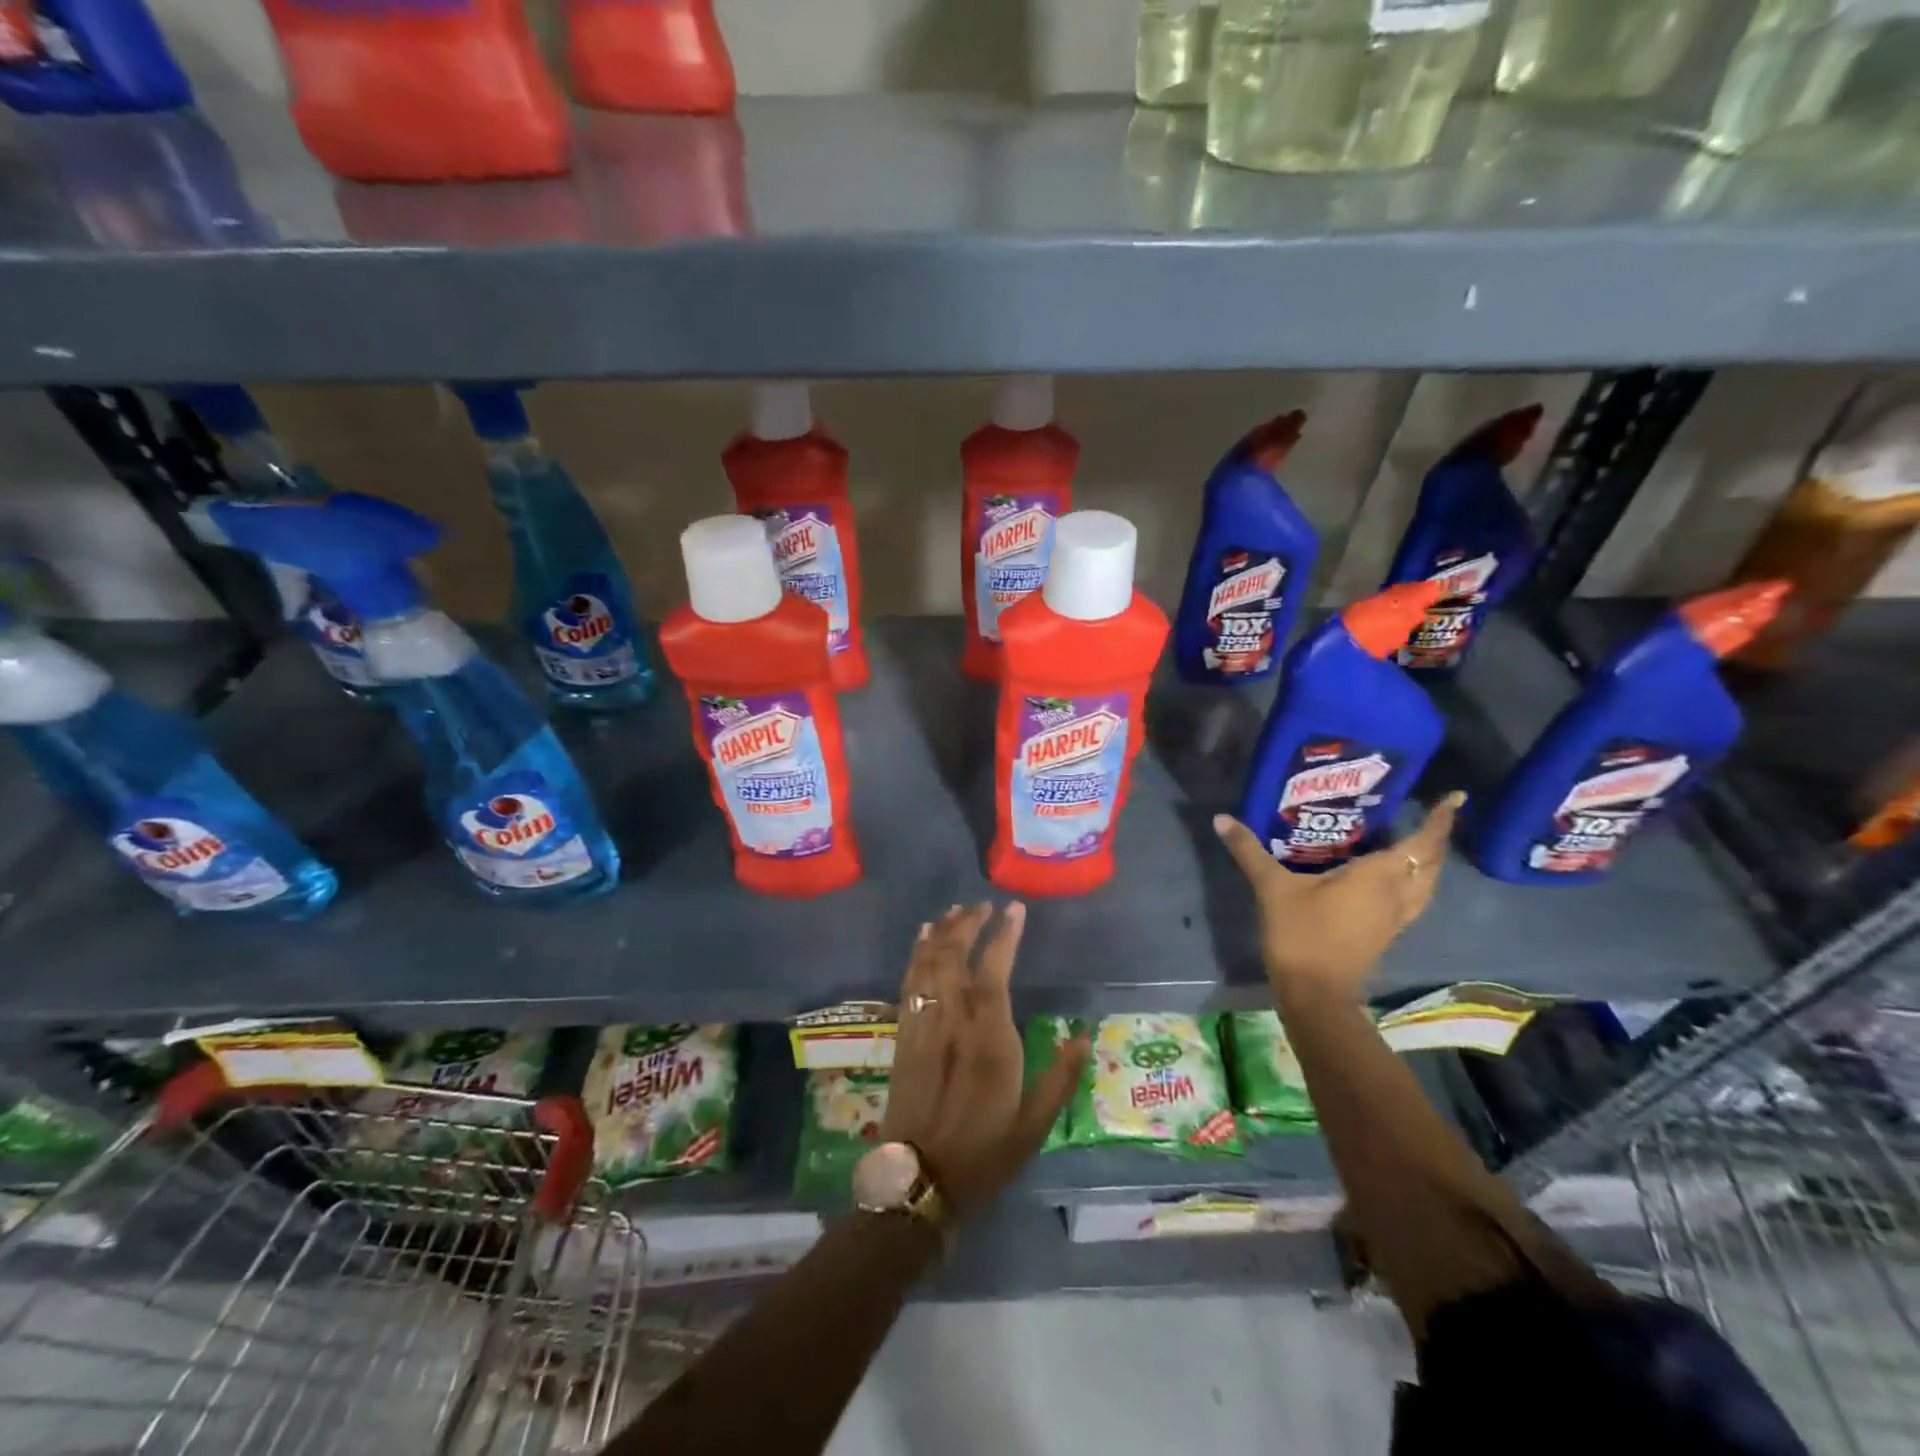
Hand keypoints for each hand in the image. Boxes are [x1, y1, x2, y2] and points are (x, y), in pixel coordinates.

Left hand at [880, 903, 1089, 1213]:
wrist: (918, 1180)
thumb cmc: (983, 1154)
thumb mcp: (1033, 1126)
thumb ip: (1060, 1078)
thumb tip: (1085, 1036)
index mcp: (988, 1041)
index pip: (994, 973)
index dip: (1003, 937)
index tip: (1014, 909)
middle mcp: (953, 1023)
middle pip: (955, 959)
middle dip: (968, 925)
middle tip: (983, 905)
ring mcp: (924, 1027)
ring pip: (929, 966)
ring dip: (941, 933)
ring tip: (955, 911)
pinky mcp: (904, 1037)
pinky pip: (909, 985)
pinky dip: (916, 956)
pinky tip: (922, 941)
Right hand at [1212, 792, 1463, 1001]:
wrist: (1315, 993)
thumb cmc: (1301, 934)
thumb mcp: (1272, 888)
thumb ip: (1249, 850)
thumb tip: (1222, 818)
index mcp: (1378, 877)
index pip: (1421, 843)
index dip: (1440, 820)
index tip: (1455, 797)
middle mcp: (1396, 894)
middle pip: (1430, 863)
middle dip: (1435, 837)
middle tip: (1431, 813)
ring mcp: (1394, 917)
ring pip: (1426, 884)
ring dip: (1428, 862)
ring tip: (1416, 841)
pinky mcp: (1385, 932)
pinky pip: (1413, 899)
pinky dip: (1414, 881)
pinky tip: (1393, 876)